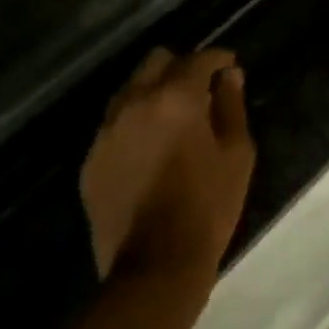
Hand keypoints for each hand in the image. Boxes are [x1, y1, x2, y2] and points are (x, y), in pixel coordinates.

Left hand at [80, 47, 254, 280]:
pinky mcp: (91, 159)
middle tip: (198, 90)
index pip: (199, 59)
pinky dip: (132, 123)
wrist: (153, 270)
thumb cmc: (206, 207)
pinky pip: (113, 124)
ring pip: (130, 88)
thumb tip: (230, 76)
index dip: (218, 59)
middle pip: (156, 60)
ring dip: (152, 91)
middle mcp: (136, 101)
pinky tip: (147, 147)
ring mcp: (108, 130)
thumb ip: (232, 106)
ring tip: (170, 117)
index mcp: (175, 96)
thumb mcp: (236, 154)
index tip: (229, 66)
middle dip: (180, 67)